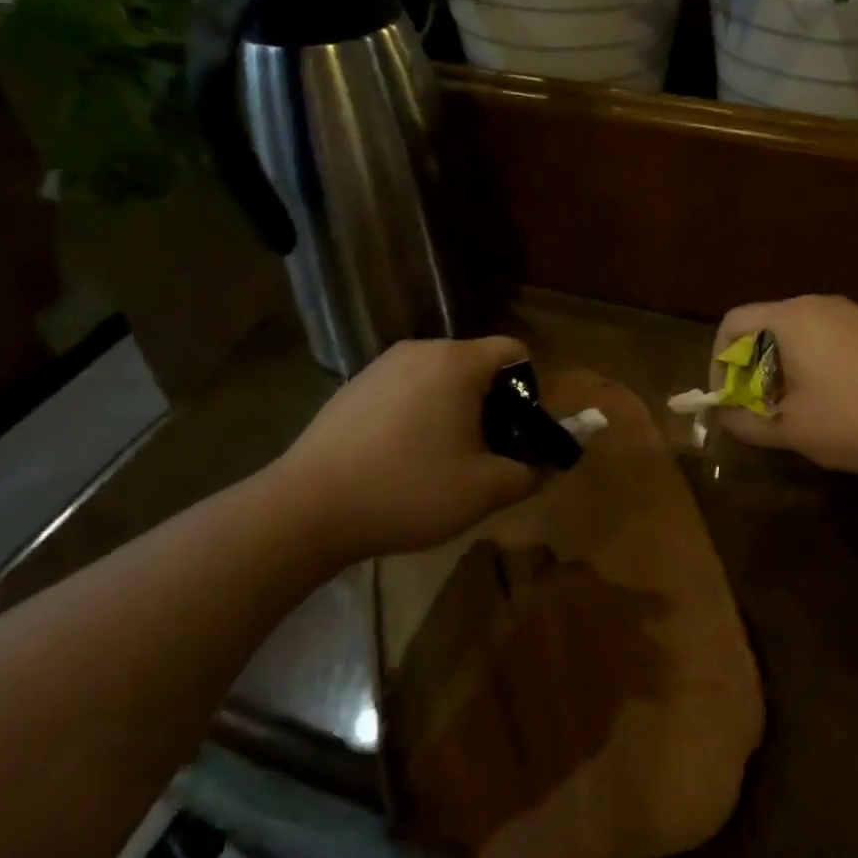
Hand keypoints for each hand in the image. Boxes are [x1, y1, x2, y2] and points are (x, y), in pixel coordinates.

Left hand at [270, 336, 543, 559]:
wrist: (307, 508)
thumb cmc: (408, 491)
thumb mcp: (484, 491)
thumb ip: (532, 472)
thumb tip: (550, 463)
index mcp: (457, 362)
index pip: (514, 350)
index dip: (529, 389)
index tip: (517, 433)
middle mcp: (421, 350)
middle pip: (476, 364)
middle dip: (491, 404)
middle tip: (483, 454)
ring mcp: (381, 365)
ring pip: (439, 378)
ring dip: (453, 410)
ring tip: (440, 461)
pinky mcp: (354, 385)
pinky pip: (405, 389)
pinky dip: (417, 414)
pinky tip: (398, 458)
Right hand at [712, 295, 857, 473]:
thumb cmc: (857, 419)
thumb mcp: (791, 429)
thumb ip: (745, 420)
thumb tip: (725, 414)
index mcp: (791, 318)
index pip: (732, 323)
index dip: (718, 361)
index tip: (728, 397)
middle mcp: (820, 304)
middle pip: (765, 325)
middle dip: (751, 367)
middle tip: (757, 407)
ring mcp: (854, 314)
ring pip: (798, 334)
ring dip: (782, 368)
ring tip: (793, 409)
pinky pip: (828, 339)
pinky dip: (814, 365)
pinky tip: (834, 402)